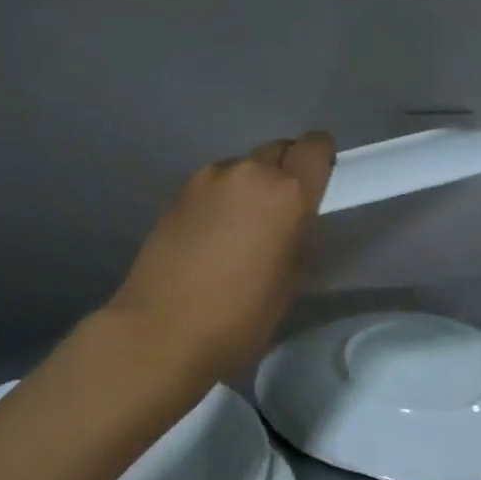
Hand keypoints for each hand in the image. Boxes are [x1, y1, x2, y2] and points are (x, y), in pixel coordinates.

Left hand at [107, 132, 334, 384]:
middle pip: (277, 151)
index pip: (315, 148)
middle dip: (285, 173)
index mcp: (286, 194)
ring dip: (248, 187)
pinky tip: (208, 237)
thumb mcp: (289, 283)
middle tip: (279, 213)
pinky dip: (218, 200)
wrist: (161, 331)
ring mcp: (206, 179)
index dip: (320, 159)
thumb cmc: (239, 317)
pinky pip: (211, 185)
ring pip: (241, 168)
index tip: (316, 182)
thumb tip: (291, 224)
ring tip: (238, 229)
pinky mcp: (176, 194)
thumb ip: (297, 238)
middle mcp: (248, 173)